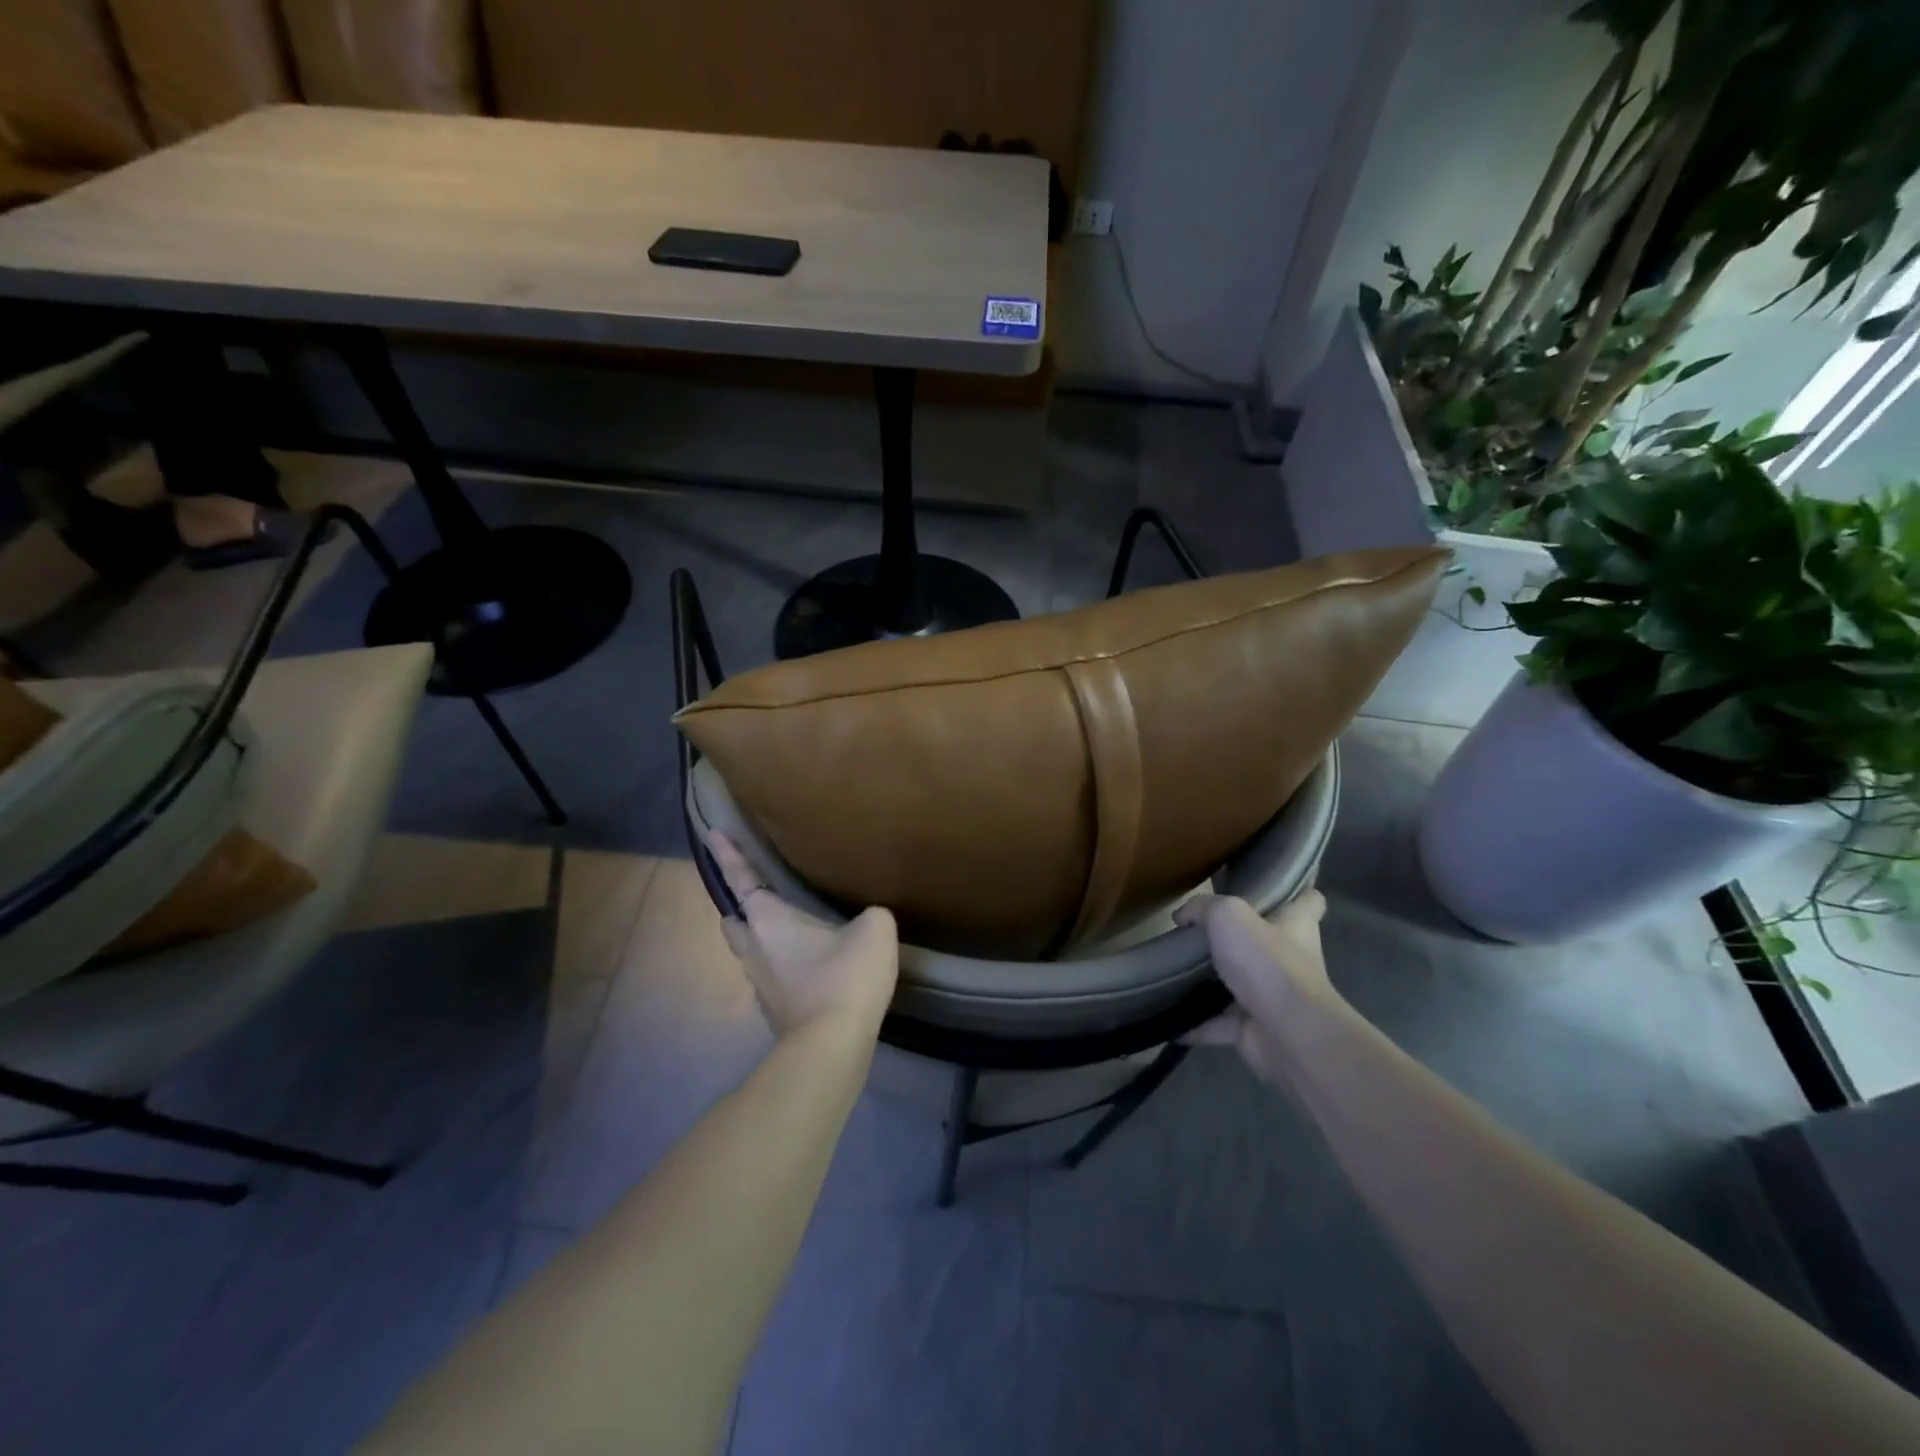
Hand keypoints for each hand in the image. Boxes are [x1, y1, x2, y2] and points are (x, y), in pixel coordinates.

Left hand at [710, 833, 899, 1037]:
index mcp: (768, 920)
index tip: (713, 835)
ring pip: (747, 950)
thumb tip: (866, 921)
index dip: (728, 855)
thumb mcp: (874, 930)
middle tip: (756, 893)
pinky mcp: (773, 1010)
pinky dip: (778, 966)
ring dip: (756, 937)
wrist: (831, 1047)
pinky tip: (805, 967)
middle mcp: (754, 948)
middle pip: (734, 920)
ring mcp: (759, 984)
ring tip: (782, 930)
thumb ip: (870, 914)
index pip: (742, 879)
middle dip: (739, 905)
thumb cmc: (845, 978)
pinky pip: (768, 976)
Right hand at [1176, 890, 1336, 1085]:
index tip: (1271, 890)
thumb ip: (1203, 908)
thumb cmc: (1266, 963)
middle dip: (1240, 940)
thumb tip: (1184, 916)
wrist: (1288, 1033)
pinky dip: (1198, 1024)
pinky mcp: (1257, 1030)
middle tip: (1201, 931)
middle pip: (1269, 943)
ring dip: (1213, 984)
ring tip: (1176, 972)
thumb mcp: (1228, 916)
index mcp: (1295, 926)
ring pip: (1241, 986)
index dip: (1295, 894)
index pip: (1309, 902)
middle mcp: (1291, 961)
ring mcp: (1274, 999)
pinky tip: (1170, 1018)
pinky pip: (1221, 1024)